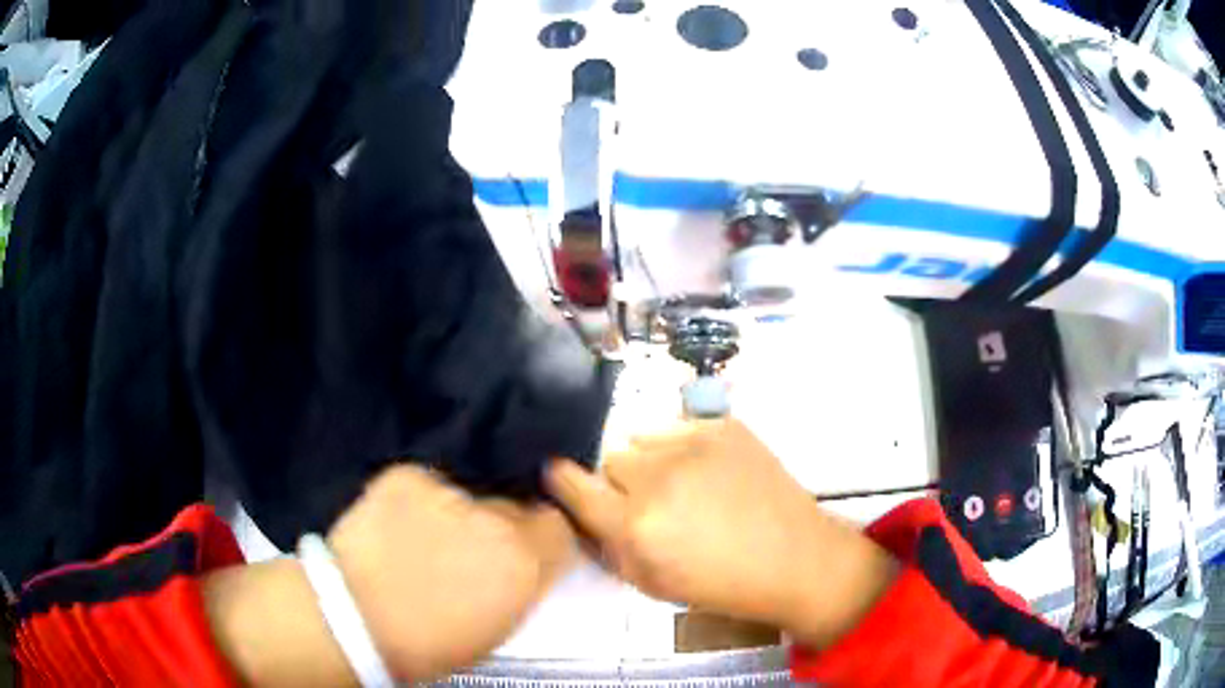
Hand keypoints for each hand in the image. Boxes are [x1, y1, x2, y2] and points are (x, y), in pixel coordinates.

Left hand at [327, 465, 574, 680]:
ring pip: (467, 496)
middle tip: (465, 552)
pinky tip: (396, 525)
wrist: (353, 618)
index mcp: (525, 561)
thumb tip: (527, 562)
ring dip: (455, 514)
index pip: (556, 527)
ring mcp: (448, 492)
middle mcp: (495, 518)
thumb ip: (522, 585)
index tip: (521, 553)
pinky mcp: (407, 475)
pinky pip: (426, 484)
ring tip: (422, 540)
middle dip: (497, 527)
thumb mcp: (497, 626)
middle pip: (512, 507)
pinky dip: (418, 501)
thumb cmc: (431, 642)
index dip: (539, 541)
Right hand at [546, 418, 895, 647]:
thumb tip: (579, 510)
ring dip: (650, 461)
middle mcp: (658, 477)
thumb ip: (606, 546)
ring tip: (683, 485)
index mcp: (636, 525)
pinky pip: (678, 427)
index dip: (561, 480)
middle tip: (648, 502)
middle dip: (619, 481)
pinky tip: (709, 473)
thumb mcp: (650, 583)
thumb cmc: (719, 584)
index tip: (561, 478)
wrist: (793, 558)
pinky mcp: (724, 426)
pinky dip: (682, 448)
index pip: (570, 482)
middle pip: (609, 458)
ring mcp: (694, 444)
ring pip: (641, 438)